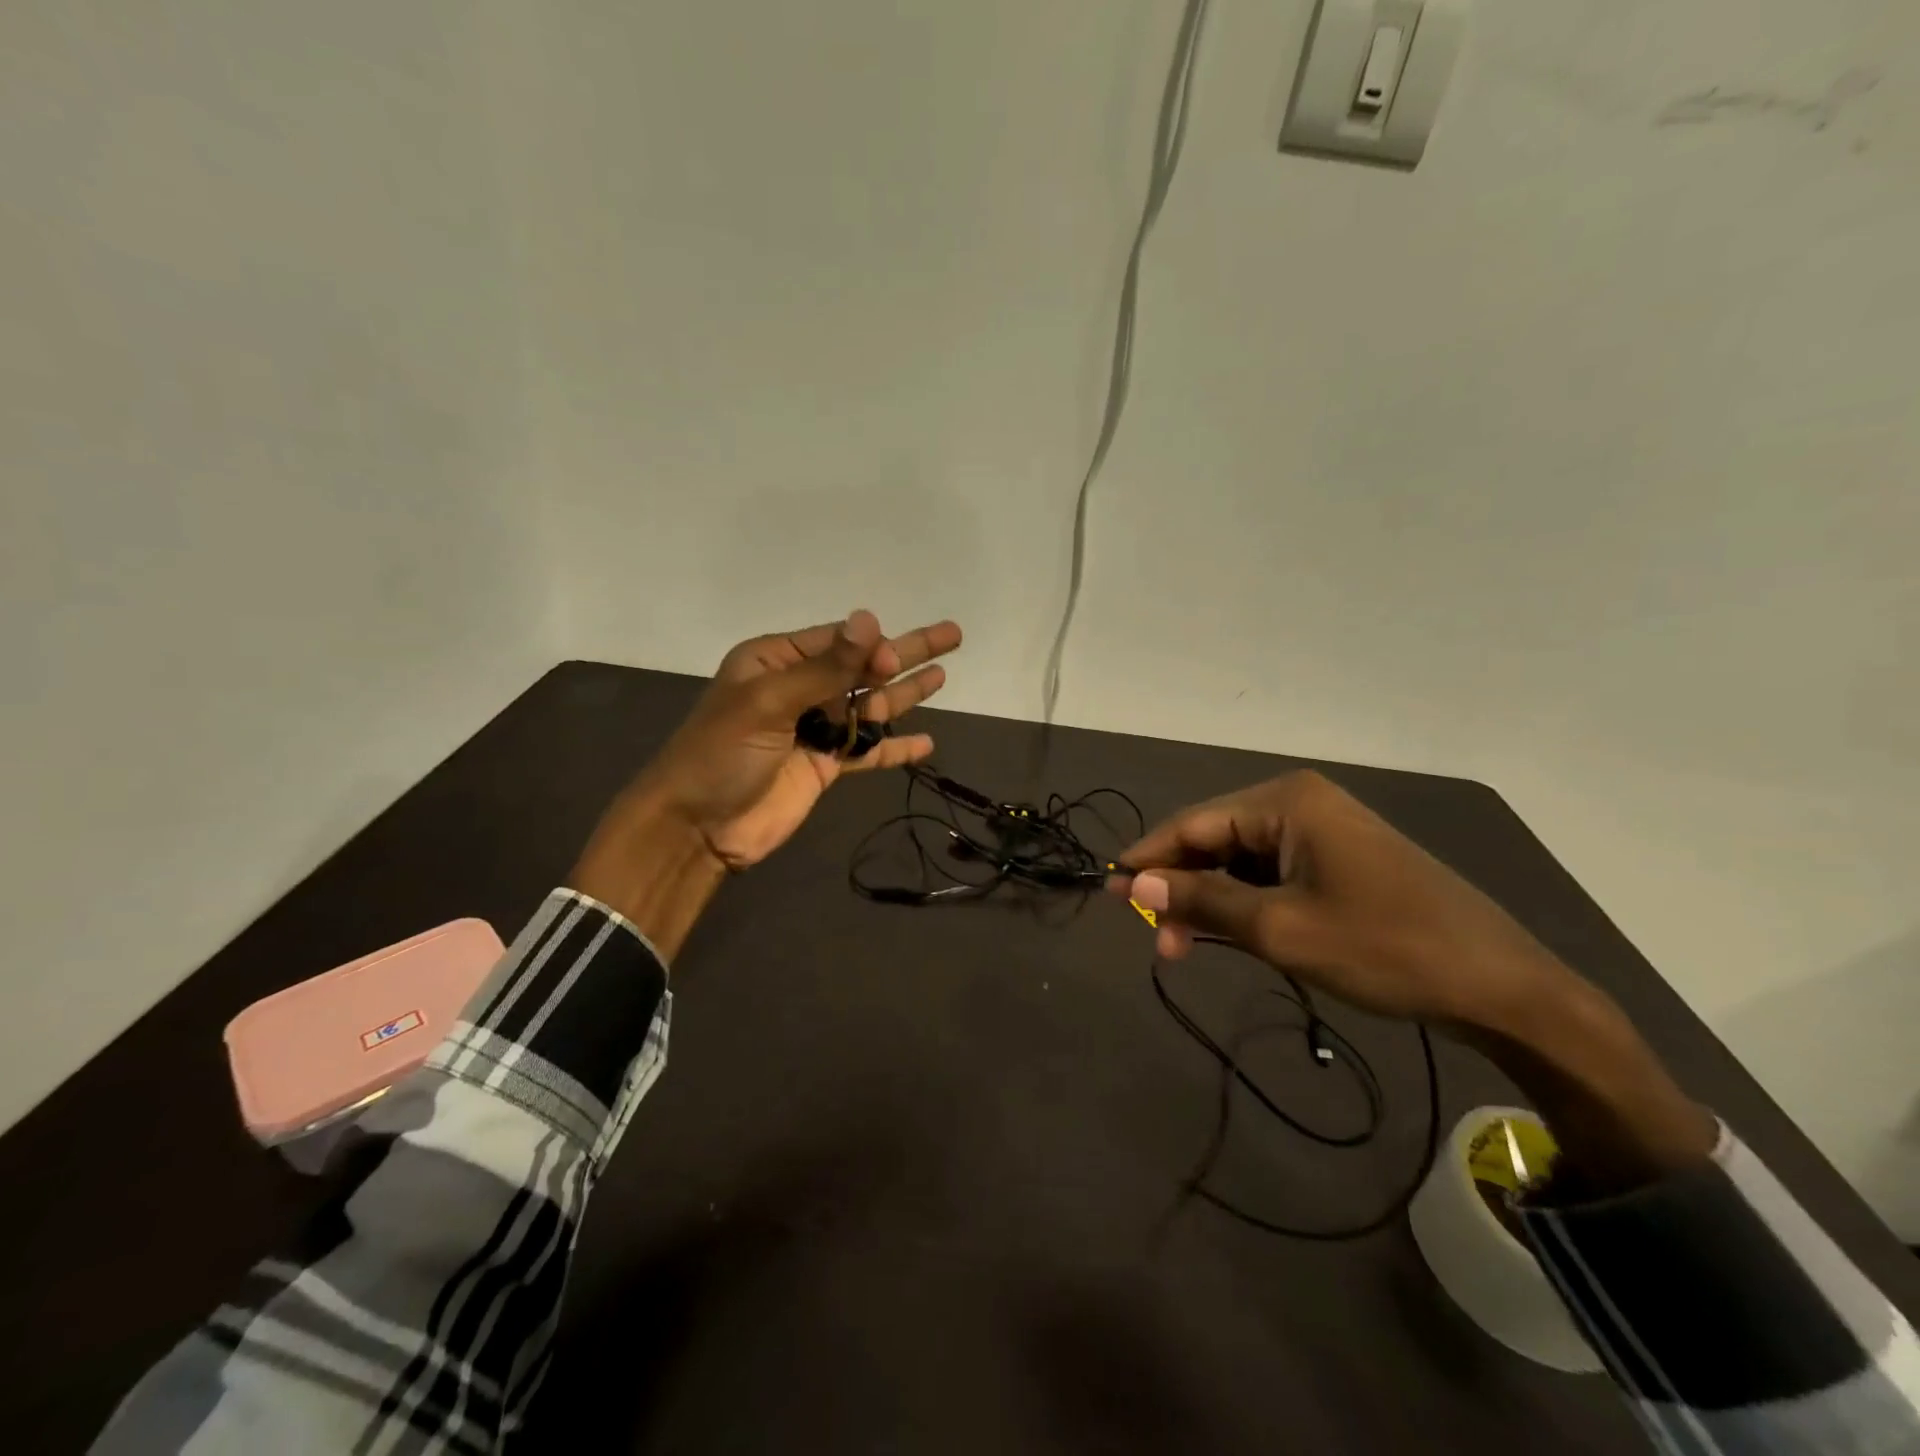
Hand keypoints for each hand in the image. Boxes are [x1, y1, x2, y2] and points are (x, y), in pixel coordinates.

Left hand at [637, 609, 960, 867]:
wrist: (697, 828)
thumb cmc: (721, 754)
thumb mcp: (769, 702)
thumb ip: (825, 667)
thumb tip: (869, 619)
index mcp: (775, 662)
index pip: (837, 642)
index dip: (872, 646)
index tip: (895, 658)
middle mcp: (799, 689)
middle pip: (863, 668)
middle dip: (906, 653)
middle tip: (953, 635)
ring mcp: (814, 729)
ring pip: (871, 707)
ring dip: (906, 694)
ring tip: (944, 676)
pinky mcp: (825, 766)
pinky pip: (868, 751)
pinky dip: (896, 748)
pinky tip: (927, 743)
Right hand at [1112, 771, 1714, 1190]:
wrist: (1501, 987)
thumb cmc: (1385, 949)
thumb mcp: (1280, 929)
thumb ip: (1201, 900)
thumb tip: (1132, 882)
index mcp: (1285, 801)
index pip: (1192, 824)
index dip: (1147, 860)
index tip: (1109, 893)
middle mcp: (1300, 802)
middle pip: (1214, 840)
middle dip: (1180, 887)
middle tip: (1156, 940)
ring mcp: (1323, 830)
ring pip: (1240, 860)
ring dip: (1211, 900)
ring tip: (1188, 947)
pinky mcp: (1339, 858)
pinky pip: (1272, 873)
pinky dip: (1246, 903)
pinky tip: (1233, 934)